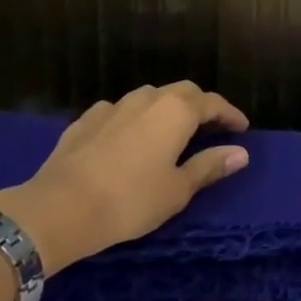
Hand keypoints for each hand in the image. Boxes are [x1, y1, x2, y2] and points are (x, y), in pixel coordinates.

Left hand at [0, 82, 249, 273]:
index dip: (230, 114)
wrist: (58, 208)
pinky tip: (128, 137)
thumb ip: (209, 166)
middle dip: (200, 105)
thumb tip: (241, 152)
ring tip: (170, 130)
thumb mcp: (177, 190)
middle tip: (210, 126)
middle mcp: (148, 99)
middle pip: (182, 92)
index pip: (212, 103)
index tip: (242, 128)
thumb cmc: (129, 201)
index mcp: (176, 112)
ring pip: (149, 97)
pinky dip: (133, 119)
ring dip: (166, 108)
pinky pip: (119, 111)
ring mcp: (113, 106)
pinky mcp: (85, 120)